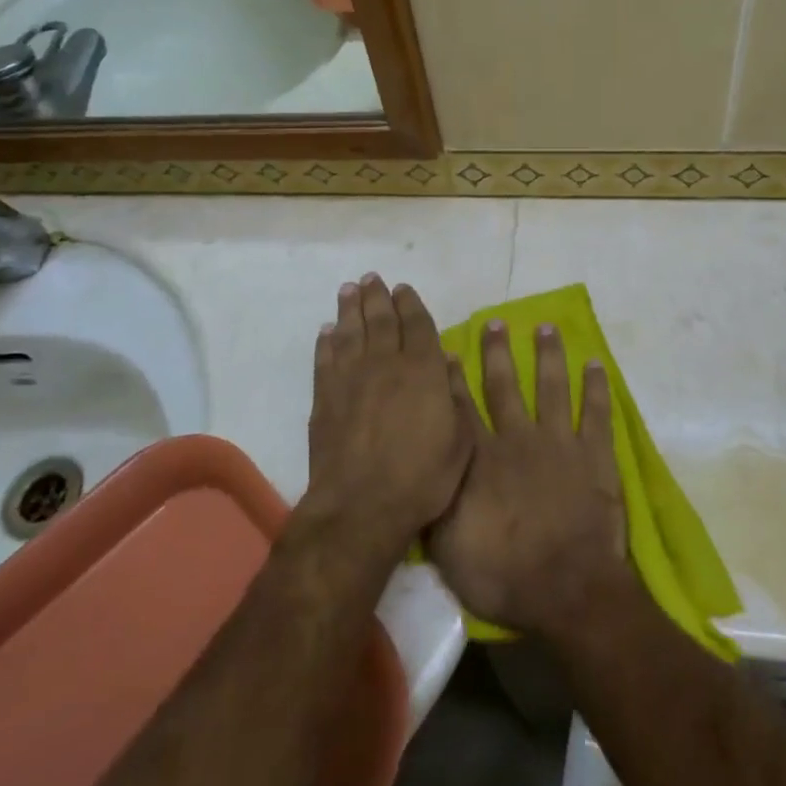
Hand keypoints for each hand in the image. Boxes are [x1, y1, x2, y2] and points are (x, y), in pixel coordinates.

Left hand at [303, 274, 471, 554]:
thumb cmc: (422, 478)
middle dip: (377, 296)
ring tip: (349, 290)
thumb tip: (448, 359)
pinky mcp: (325, 398)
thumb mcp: (460, 441)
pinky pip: (325, 359)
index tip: (403, 288)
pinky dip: (326, 342)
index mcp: (422, 370)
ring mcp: (351, 379)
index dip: (410, 303)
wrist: (361, 506)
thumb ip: (456, 396)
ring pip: (350, 332)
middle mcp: (385, 364)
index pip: (416, 324)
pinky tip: (326, 332)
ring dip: (349, 309)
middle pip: (380, 320)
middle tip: (372, 278)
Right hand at [428, 321, 629, 637]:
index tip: (448, 349)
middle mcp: (517, 438)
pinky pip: (596, 413)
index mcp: (481, 458)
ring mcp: (558, 443)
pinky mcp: (593, 456)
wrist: (568, 591)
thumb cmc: (504, 576)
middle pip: (504, 386)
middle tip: (495, 322)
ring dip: (547, 356)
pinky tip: (595, 364)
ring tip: (545, 327)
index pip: (461, 408)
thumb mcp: (448, 548)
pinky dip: (596, 388)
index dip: (452, 378)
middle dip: (497, 352)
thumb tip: (419, 469)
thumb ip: (434, 503)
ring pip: (550, 387)